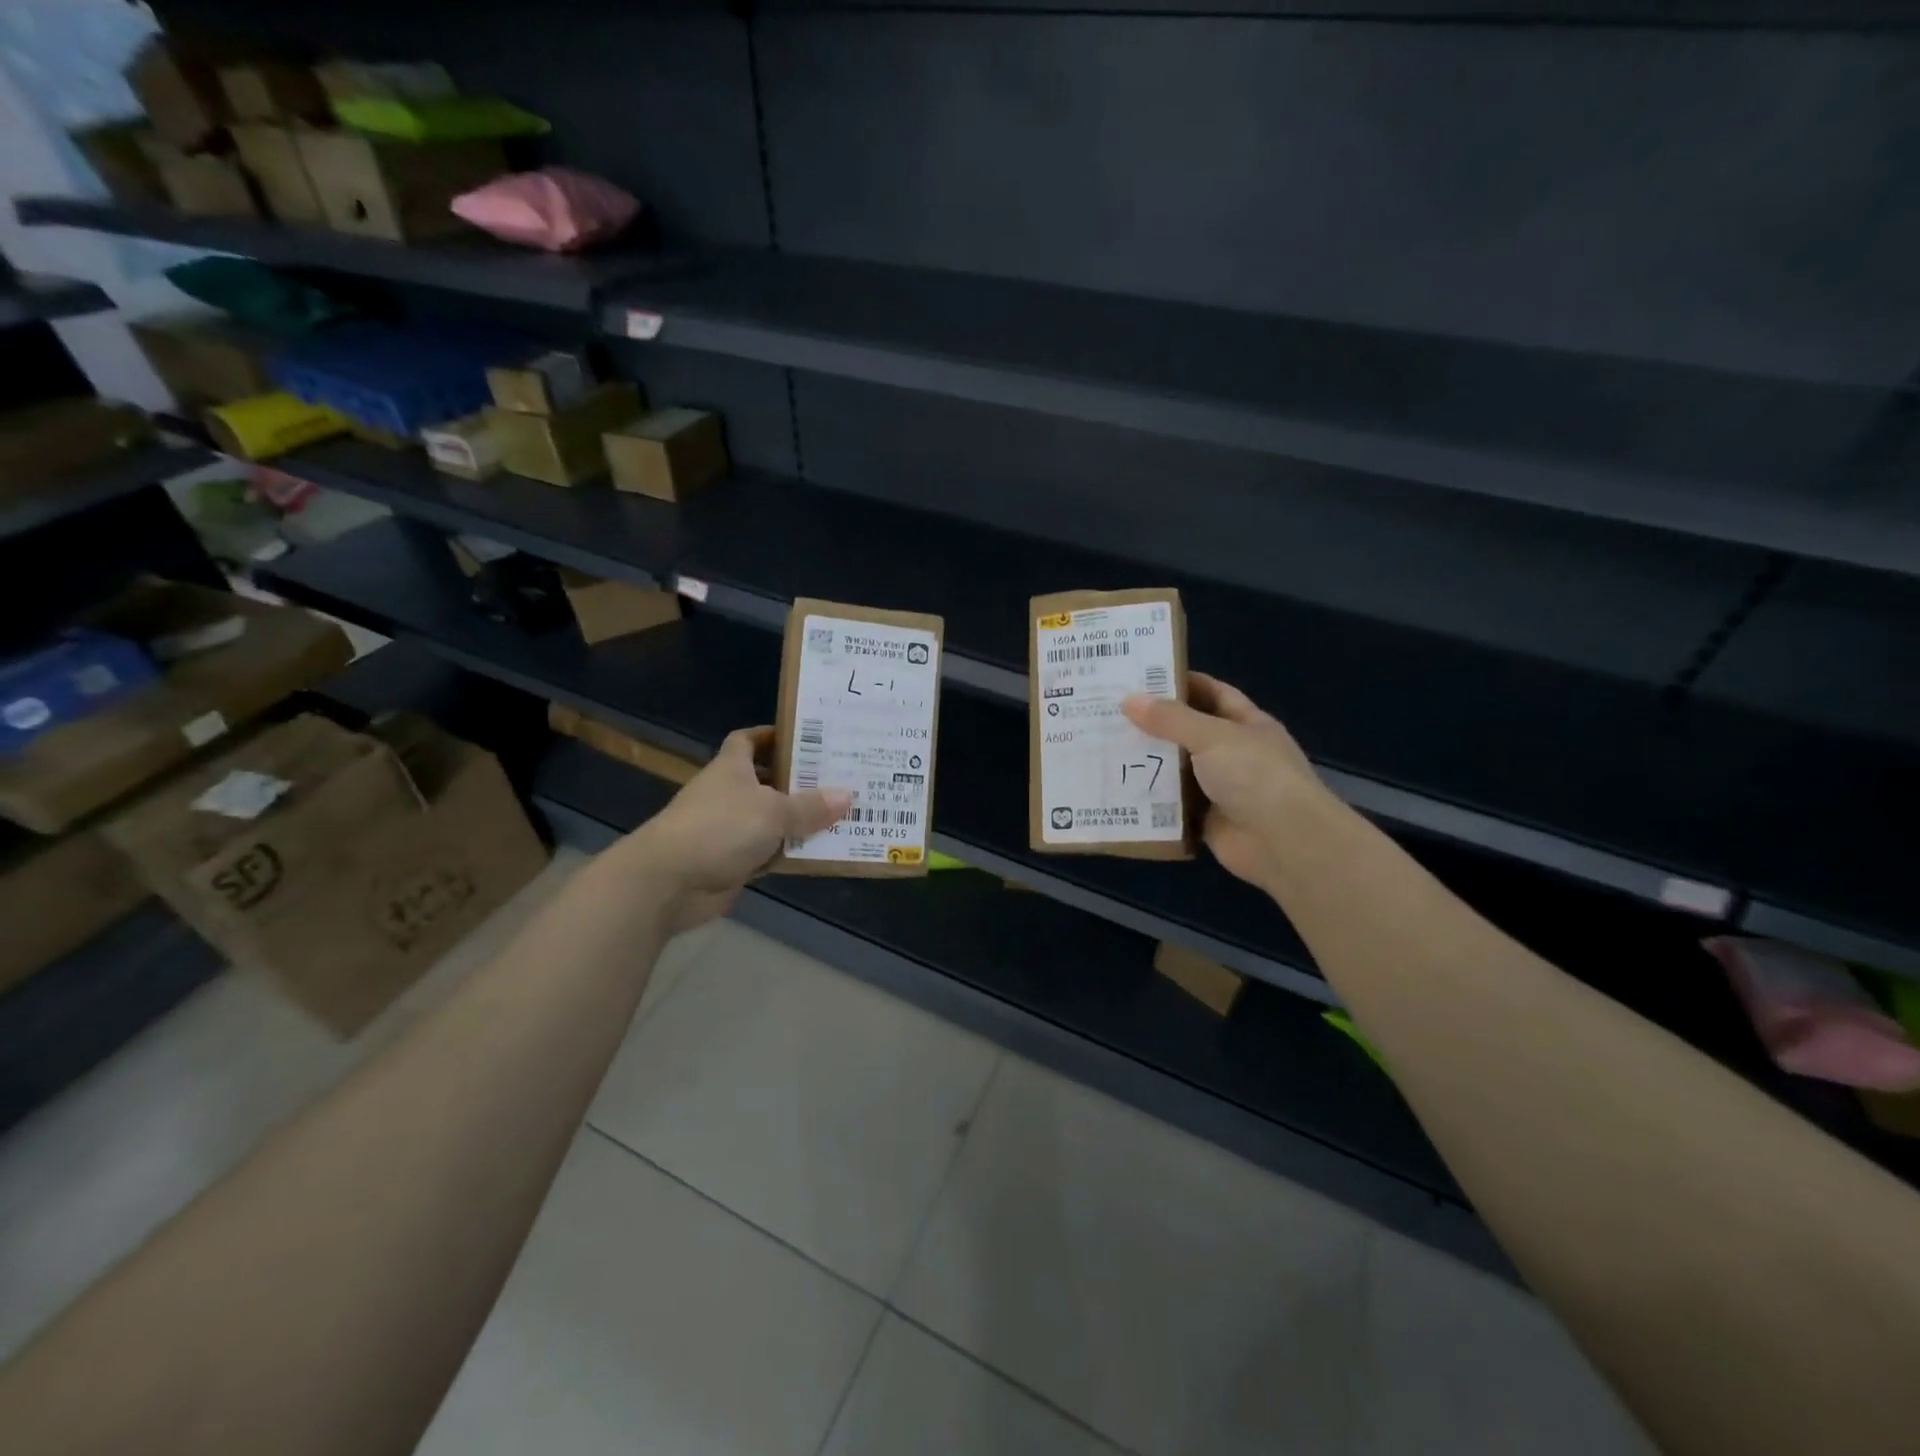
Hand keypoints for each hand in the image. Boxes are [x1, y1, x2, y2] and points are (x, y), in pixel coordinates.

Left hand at [620, 726, 849, 932]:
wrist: (669, 882)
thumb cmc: (720, 828)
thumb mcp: (773, 812)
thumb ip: (811, 806)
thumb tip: (847, 796)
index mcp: (732, 768)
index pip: (749, 740)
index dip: (773, 735)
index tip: (807, 736)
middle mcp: (730, 794)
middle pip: (768, 780)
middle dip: (801, 780)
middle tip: (842, 776)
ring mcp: (730, 830)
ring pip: (773, 819)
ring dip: (801, 820)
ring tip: (844, 814)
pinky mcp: (733, 862)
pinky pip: (771, 853)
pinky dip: (792, 853)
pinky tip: (823, 851)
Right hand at [1122, 674, 1335, 894]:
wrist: (1284, 842)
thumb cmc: (1255, 776)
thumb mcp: (1213, 736)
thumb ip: (1171, 719)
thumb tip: (1128, 700)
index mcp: (1246, 724)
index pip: (1211, 693)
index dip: (1180, 683)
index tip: (1140, 678)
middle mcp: (1233, 754)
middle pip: (1187, 732)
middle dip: (1153, 724)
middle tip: (1109, 713)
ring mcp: (1220, 789)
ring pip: (1176, 770)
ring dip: (1146, 763)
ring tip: (1102, 748)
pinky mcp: (1206, 820)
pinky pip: (1171, 806)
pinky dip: (1149, 801)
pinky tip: (1116, 790)